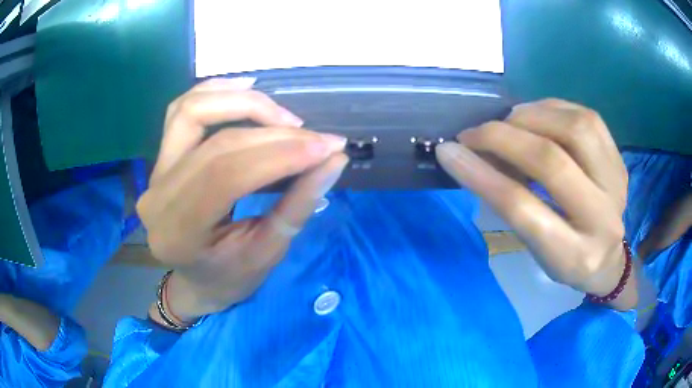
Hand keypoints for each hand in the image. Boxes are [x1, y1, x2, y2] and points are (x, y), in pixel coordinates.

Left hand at [137, 78, 348, 319]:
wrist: (197, 280)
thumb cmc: (231, 277)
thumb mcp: (269, 252)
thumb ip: (298, 204)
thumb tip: (334, 159)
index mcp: (179, 234)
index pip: (227, 176)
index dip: (280, 154)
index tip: (326, 147)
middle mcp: (158, 197)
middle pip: (217, 143)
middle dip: (275, 133)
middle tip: (317, 139)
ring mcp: (154, 172)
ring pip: (193, 111)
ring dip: (243, 103)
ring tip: (286, 117)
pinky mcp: (160, 157)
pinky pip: (182, 109)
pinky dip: (215, 91)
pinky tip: (247, 88)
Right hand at [436, 99, 636, 309]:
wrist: (608, 258)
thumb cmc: (566, 260)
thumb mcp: (536, 250)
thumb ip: (511, 207)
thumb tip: (474, 157)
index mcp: (572, 255)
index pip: (524, 209)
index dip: (482, 176)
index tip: (449, 152)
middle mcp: (601, 219)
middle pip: (552, 162)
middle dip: (503, 138)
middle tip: (474, 133)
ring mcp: (616, 184)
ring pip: (575, 129)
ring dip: (531, 116)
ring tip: (508, 121)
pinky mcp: (619, 161)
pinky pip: (587, 117)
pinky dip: (553, 108)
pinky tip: (536, 114)